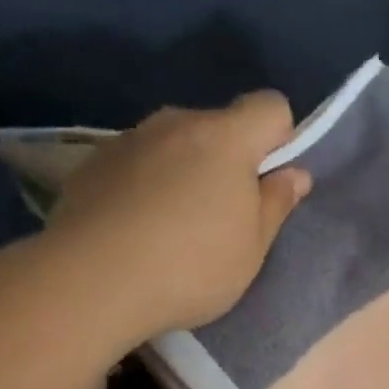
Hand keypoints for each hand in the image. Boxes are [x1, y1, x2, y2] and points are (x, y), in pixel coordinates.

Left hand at [22, 92, 310, 342]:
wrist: (93, 281)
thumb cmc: (191, 267)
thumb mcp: (252, 249)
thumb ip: (275, 204)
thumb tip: (295, 173)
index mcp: (226, 138)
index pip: (270, 107)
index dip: (280, 139)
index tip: (268, 182)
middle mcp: (177, 123)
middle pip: (218, 126)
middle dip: (229, 160)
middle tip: (223, 217)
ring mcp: (130, 139)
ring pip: (174, 144)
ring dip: (184, 171)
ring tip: (173, 227)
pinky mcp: (93, 162)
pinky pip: (137, 163)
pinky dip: (145, 184)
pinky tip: (136, 229)